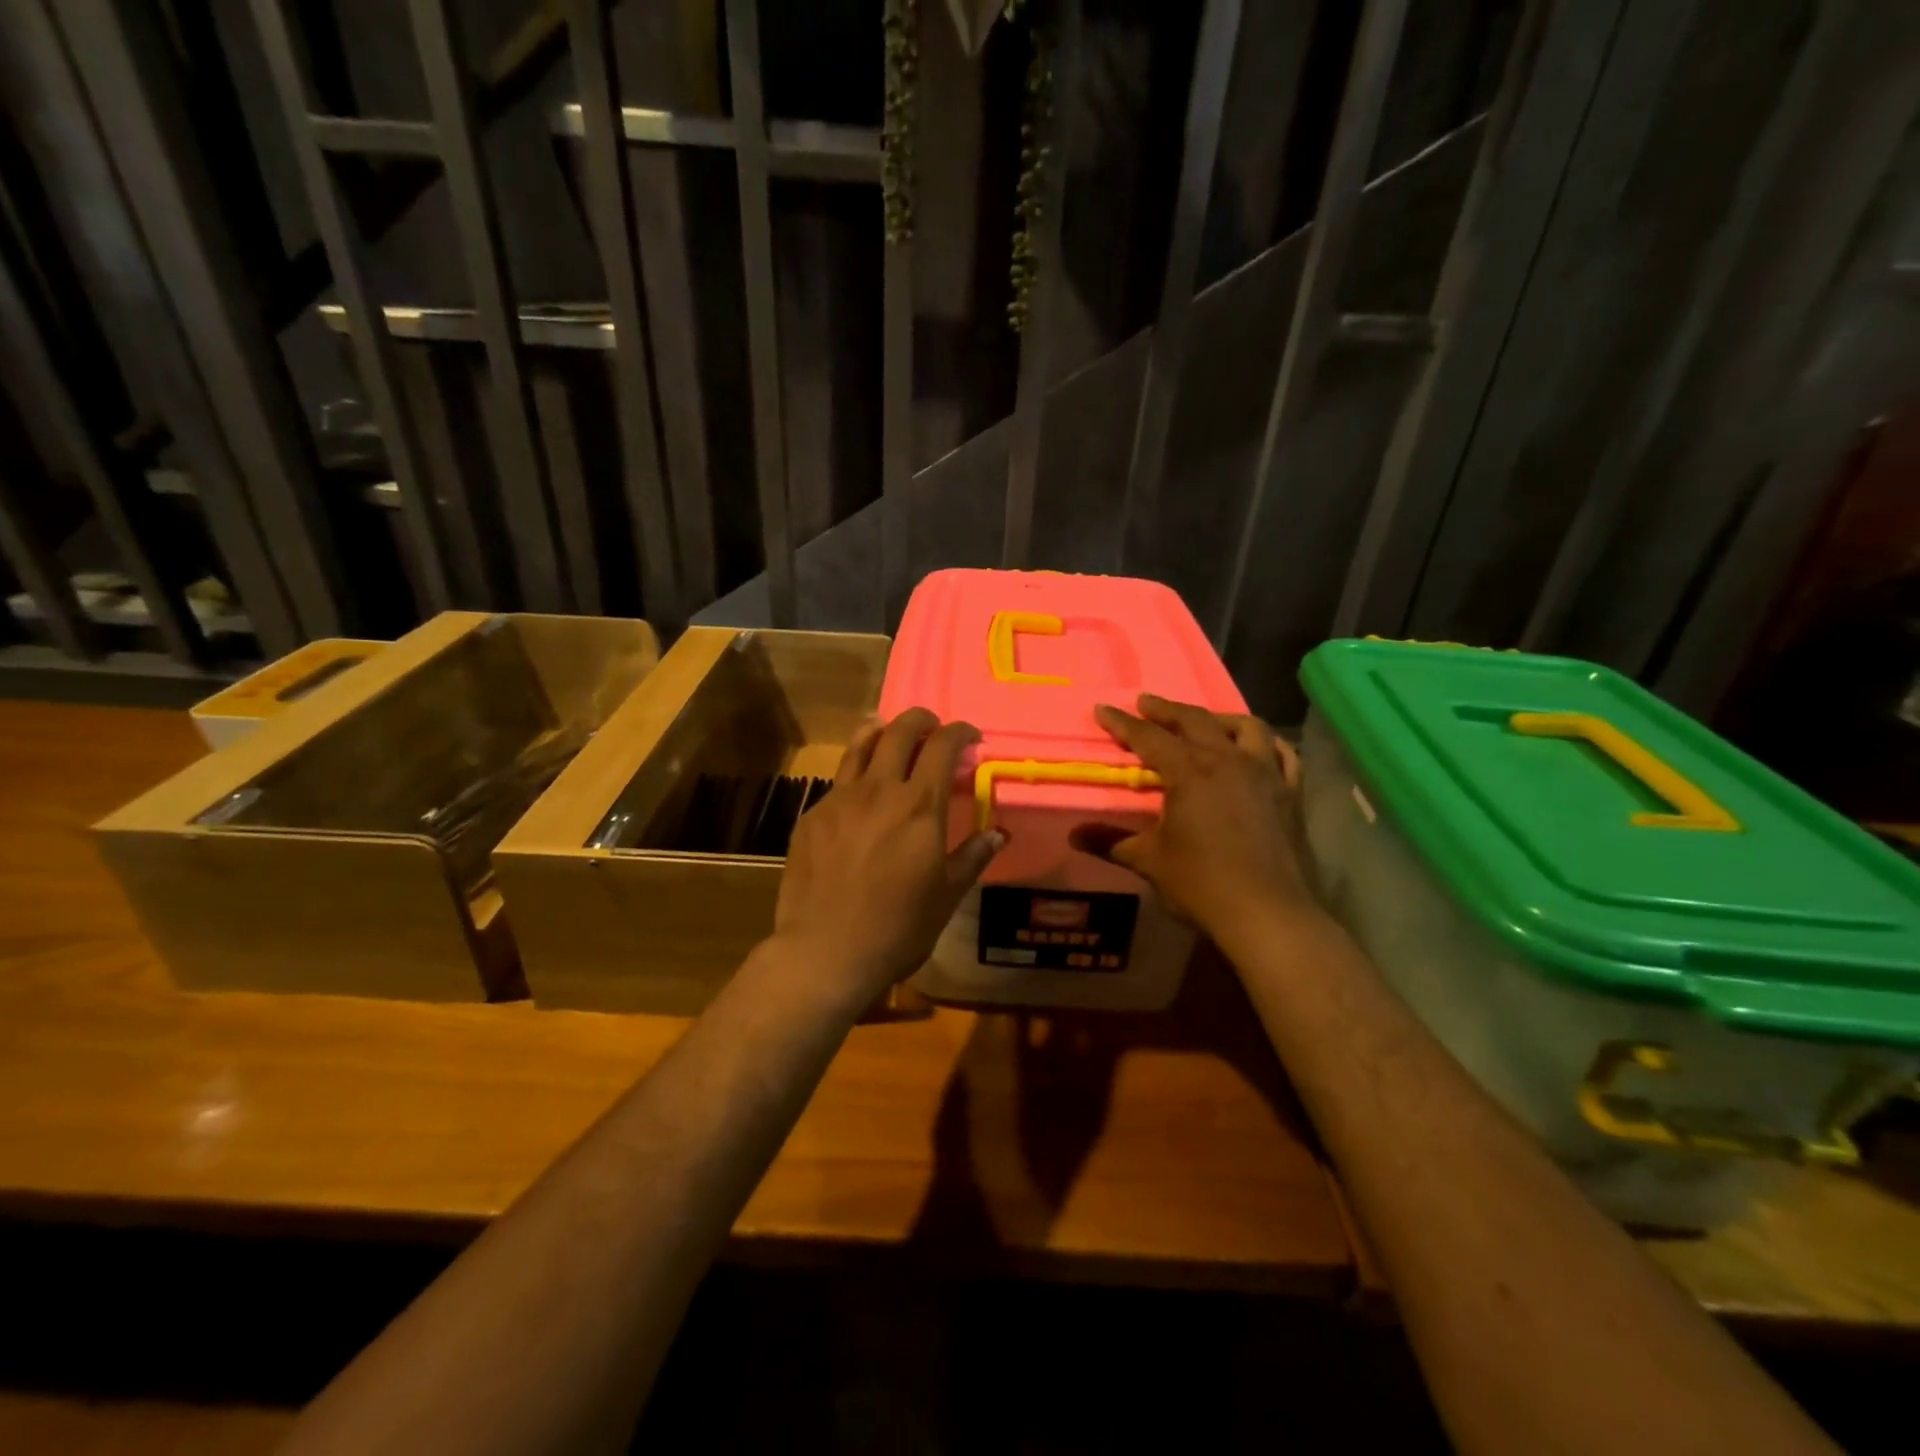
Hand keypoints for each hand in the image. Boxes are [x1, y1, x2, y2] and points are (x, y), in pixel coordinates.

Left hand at [771, 709, 1004, 1009]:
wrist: (825, 953)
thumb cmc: (897, 929)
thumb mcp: (946, 896)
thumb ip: (972, 856)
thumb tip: (998, 833)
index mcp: (919, 805)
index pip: (943, 746)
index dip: (960, 732)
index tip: (970, 738)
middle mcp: (879, 790)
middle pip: (900, 731)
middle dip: (921, 720)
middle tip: (933, 728)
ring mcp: (839, 799)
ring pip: (861, 744)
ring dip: (882, 731)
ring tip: (891, 735)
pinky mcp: (811, 816)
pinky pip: (838, 780)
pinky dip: (856, 772)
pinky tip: (860, 794)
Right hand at [1070, 694, 1315, 944]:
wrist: (1267, 913)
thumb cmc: (1202, 884)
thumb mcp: (1149, 862)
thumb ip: (1112, 843)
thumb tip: (1075, 836)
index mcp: (1190, 773)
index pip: (1149, 737)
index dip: (1123, 723)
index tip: (1103, 708)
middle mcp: (1228, 761)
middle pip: (1195, 721)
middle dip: (1166, 709)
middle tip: (1146, 702)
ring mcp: (1265, 774)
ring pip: (1245, 727)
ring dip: (1218, 718)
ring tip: (1203, 720)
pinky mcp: (1290, 793)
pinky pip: (1283, 754)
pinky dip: (1266, 743)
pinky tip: (1259, 747)